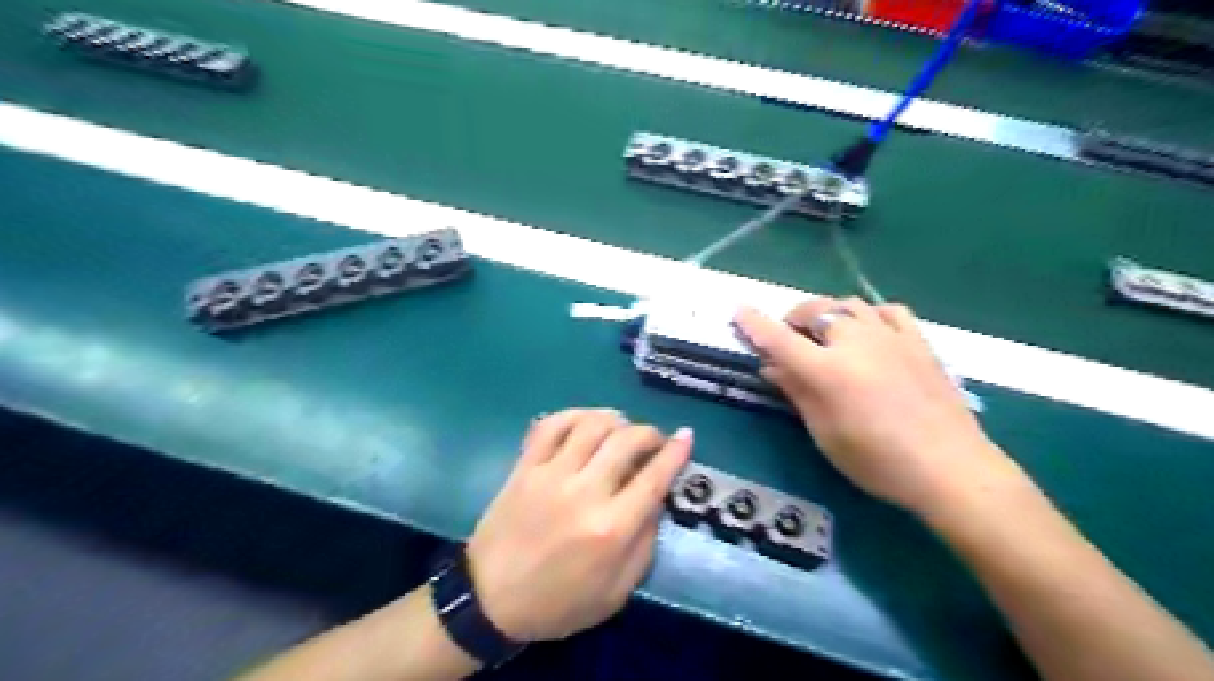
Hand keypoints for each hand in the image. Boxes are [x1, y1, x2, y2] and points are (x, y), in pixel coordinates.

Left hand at [466, 410, 690, 644]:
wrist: (488, 600)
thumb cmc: (558, 603)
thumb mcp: (615, 593)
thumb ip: (643, 545)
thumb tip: (656, 500)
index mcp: (611, 529)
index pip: (654, 477)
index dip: (675, 452)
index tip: (686, 436)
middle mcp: (584, 493)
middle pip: (626, 441)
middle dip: (649, 433)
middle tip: (653, 440)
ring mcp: (550, 474)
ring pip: (591, 425)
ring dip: (615, 419)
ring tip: (622, 427)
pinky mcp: (525, 466)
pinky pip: (552, 424)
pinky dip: (574, 415)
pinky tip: (585, 422)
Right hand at [736, 299, 1015, 514]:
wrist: (950, 468)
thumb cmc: (876, 461)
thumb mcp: (824, 432)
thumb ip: (796, 391)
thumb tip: (770, 365)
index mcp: (826, 370)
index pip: (779, 338)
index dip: (755, 323)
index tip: (739, 311)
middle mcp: (855, 342)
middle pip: (814, 310)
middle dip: (793, 318)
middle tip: (788, 338)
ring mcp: (890, 336)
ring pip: (849, 305)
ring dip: (828, 313)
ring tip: (825, 335)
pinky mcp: (918, 341)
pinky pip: (887, 311)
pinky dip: (868, 314)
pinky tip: (868, 331)